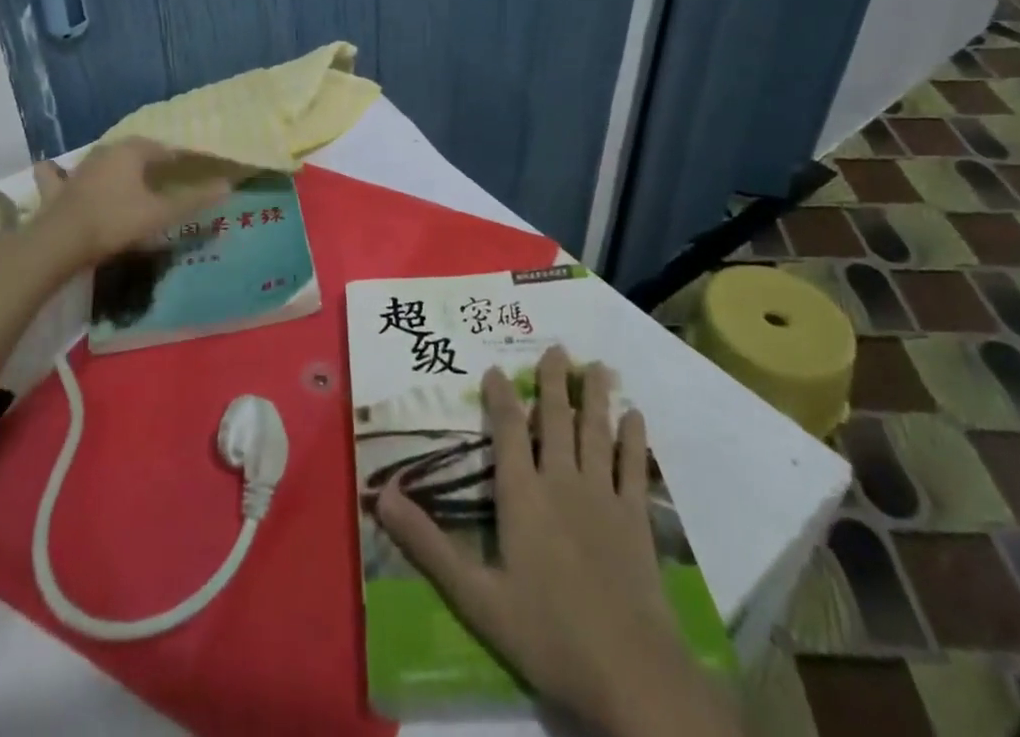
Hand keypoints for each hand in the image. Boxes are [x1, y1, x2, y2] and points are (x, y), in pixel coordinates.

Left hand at [29, 138, 232, 265]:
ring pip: (101, 159)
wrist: (60, 242)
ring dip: (113, 166)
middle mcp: (105, 151)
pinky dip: (60, 174)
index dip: (180, 160)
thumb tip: (228, 186)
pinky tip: (59, 175)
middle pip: (134, 151)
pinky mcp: (56, 188)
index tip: (193, 171)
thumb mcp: (161, 213)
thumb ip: (194, 200)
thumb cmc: (116, 221)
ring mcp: (78, 168)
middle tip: (164, 177)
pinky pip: (59, 175)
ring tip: (125, 178)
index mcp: (132, 151)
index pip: (165, 150)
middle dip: (149, 160)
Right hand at [375, 348, 737, 736]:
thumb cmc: (546, 633)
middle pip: (554, 420)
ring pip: (596, 432)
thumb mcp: (475, 595)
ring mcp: (602, 496)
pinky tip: (636, 417)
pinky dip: (634, 440)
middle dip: (553, 381)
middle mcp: (560, 481)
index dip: (500, 396)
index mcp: (521, 494)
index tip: (496, 368)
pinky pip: (634, 468)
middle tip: (557, 347)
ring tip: (598, 366)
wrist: (628, 671)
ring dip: (595, 397)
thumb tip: (383, 495)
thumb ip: (428, 544)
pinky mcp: (636, 519)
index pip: (506, 430)